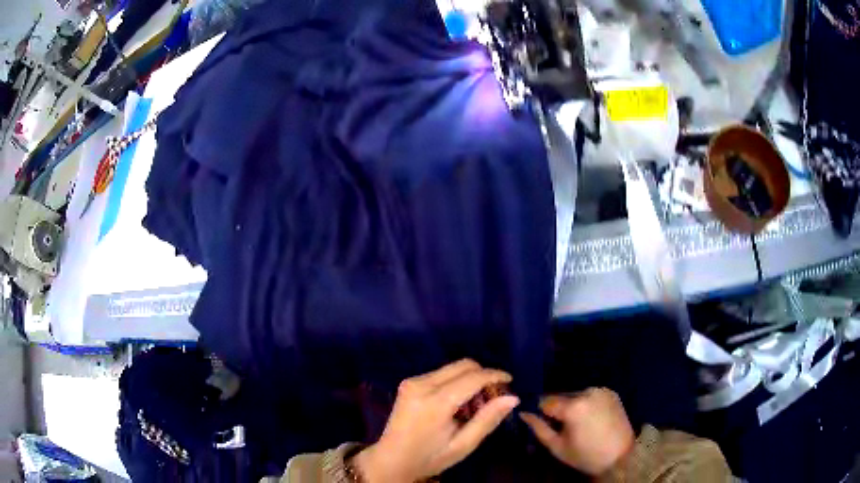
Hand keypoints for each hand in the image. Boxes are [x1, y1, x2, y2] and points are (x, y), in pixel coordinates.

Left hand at [353, 359, 518, 481]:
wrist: (391, 460)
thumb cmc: (429, 457)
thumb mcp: (463, 445)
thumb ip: (487, 419)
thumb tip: (513, 397)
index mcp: (435, 402)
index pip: (472, 377)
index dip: (495, 375)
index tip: (511, 380)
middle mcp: (422, 384)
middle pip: (463, 365)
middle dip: (483, 374)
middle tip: (494, 394)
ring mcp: (412, 381)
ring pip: (452, 368)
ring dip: (469, 378)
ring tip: (476, 403)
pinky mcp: (408, 383)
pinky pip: (440, 374)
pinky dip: (456, 382)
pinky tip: (458, 403)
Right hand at [520, 388, 634, 475]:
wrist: (621, 455)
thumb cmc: (585, 455)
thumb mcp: (557, 447)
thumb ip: (538, 428)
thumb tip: (523, 413)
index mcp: (572, 406)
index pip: (545, 401)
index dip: (541, 412)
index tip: (543, 423)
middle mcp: (587, 391)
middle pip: (561, 396)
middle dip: (558, 408)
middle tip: (561, 426)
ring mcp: (601, 390)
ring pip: (576, 394)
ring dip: (572, 404)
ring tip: (577, 423)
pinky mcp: (611, 392)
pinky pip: (591, 394)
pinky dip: (587, 403)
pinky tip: (591, 417)